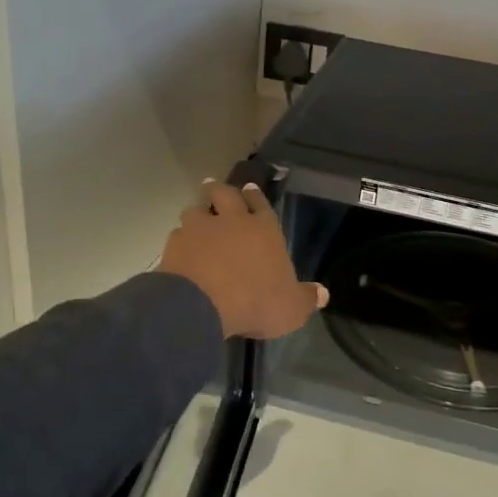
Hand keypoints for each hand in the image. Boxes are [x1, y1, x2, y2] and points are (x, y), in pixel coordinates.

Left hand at [157, 181, 327, 340]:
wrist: (201, 305)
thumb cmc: (255, 302)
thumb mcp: (291, 308)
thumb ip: (306, 298)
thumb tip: (322, 293)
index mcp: (263, 229)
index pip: (260, 204)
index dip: (255, 196)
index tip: (249, 189)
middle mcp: (231, 221)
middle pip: (224, 194)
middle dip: (220, 189)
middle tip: (215, 188)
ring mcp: (199, 229)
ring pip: (196, 210)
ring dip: (198, 213)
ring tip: (197, 218)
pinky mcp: (175, 244)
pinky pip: (177, 234)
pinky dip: (180, 240)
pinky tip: (181, 249)